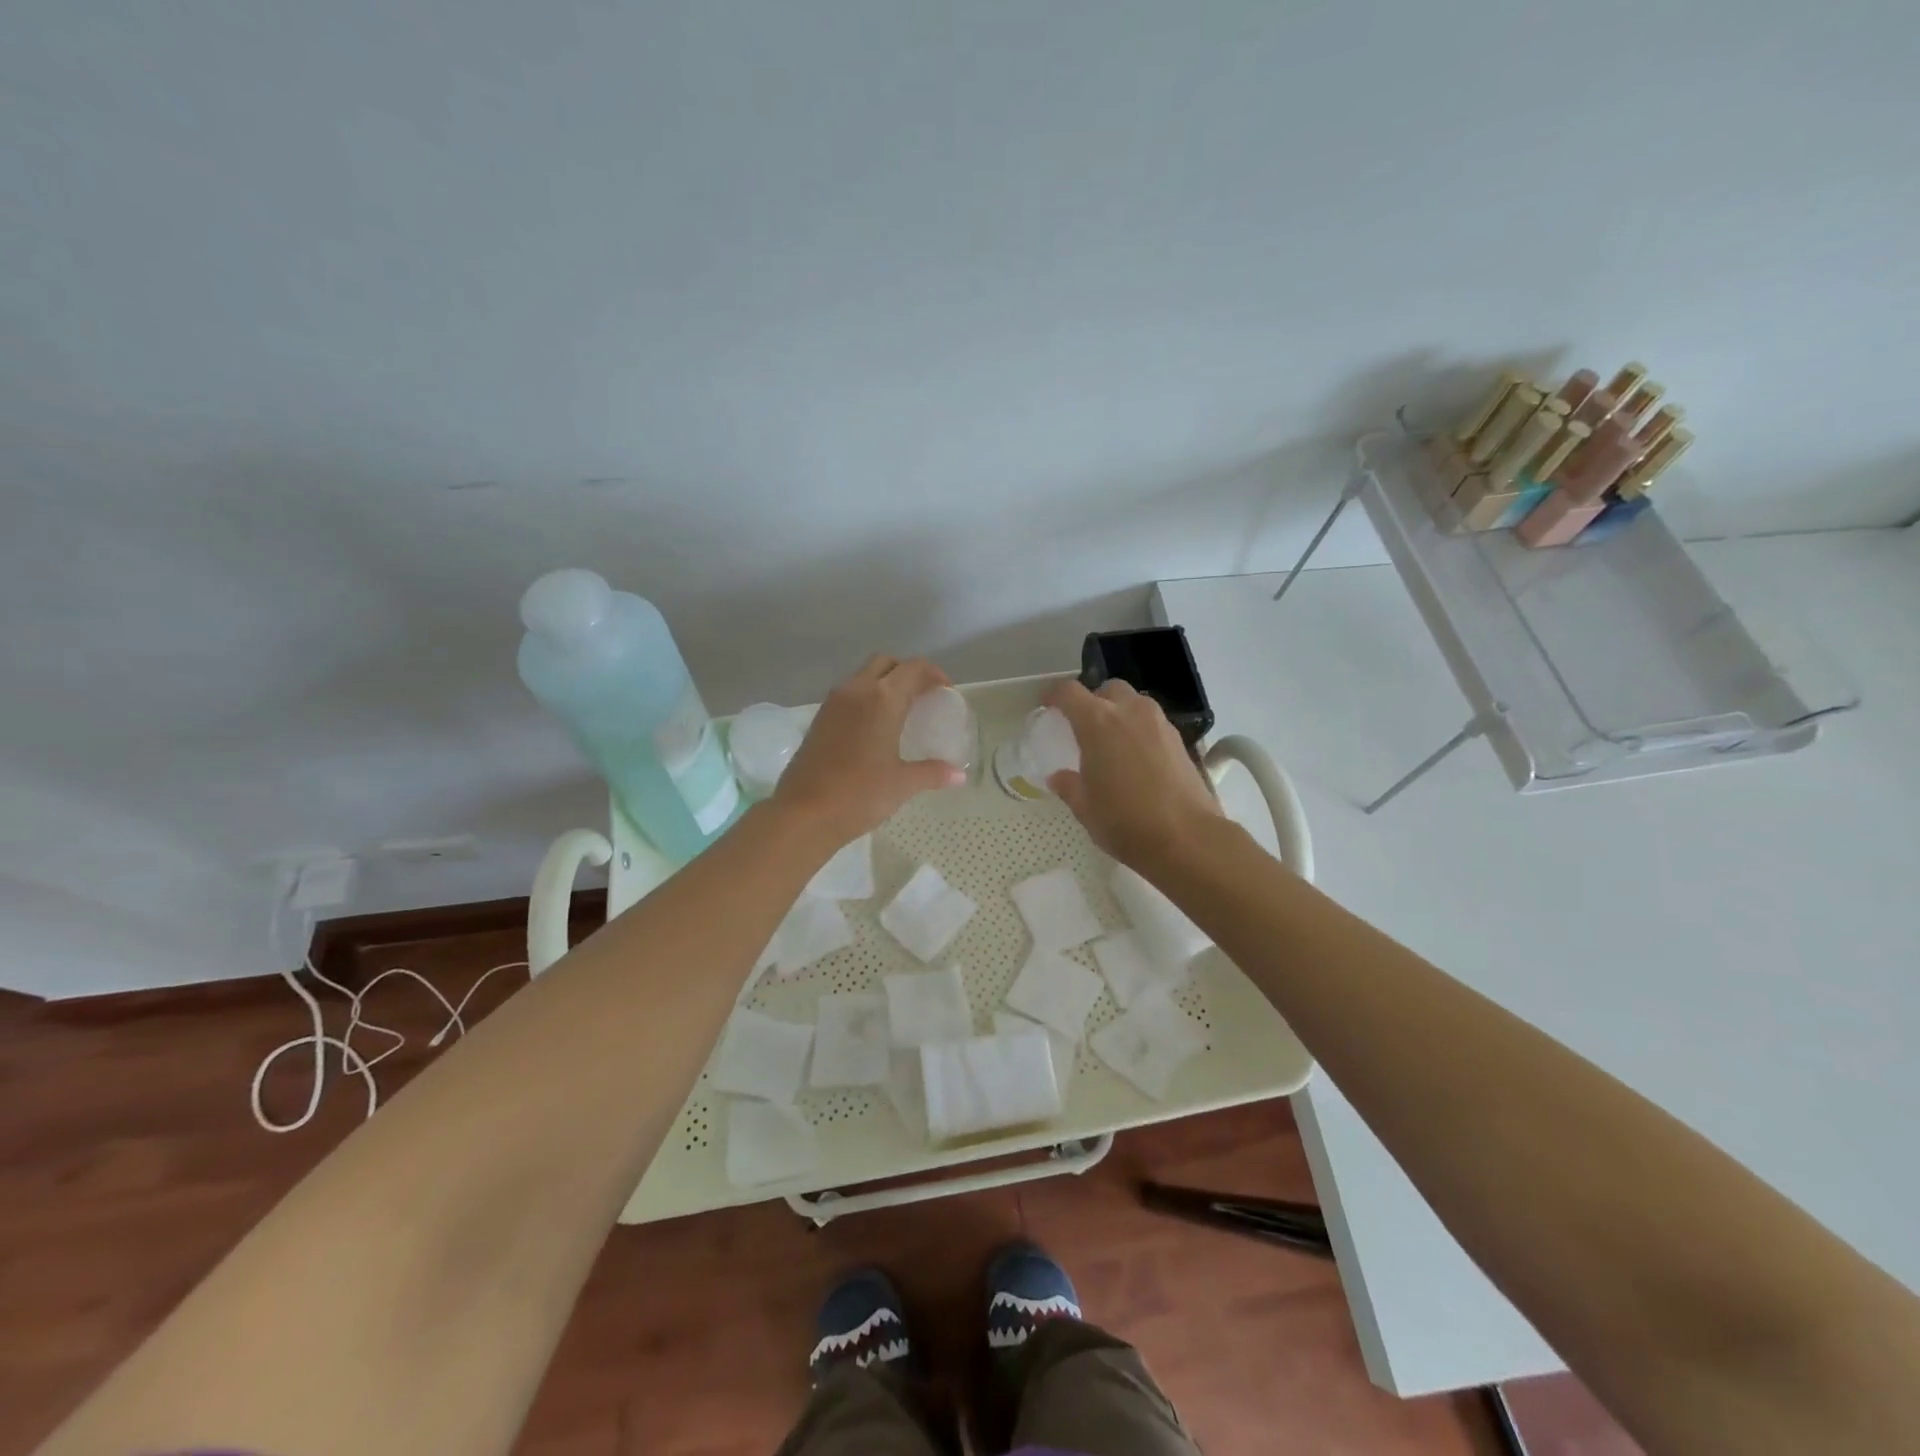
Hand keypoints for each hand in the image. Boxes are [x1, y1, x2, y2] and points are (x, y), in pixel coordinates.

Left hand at [773, 656, 964, 846]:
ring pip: (863, 676)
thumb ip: (932, 772)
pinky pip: (848, 695)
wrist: (803, 813)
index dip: (933, 674)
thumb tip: (959, 775)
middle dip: (906, 672)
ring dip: (884, 684)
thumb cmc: (860, 795)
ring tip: (900, 712)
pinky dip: (866, 699)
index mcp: (883, 699)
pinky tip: (874, 728)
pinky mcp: (819, 718)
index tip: (945, 691)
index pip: (913, 668)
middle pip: (886, 663)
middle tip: (922, 696)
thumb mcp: (902, 784)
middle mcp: (856, 690)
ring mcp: (833, 703)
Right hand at [1045, 679, 1221, 870]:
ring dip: (1120, 713)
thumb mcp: (1085, 808)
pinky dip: (1140, 730)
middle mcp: (1130, 712)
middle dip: (1093, 701)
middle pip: (1107, 689)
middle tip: (1084, 727)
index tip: (1047, 707)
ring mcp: (1159, 723)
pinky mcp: (1180, 740)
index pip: (1069, 692)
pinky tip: (1136, 758)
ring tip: (1112, 742)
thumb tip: (1059, 777)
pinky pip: (1153, 722)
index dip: (1054, 696)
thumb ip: (1069, 786)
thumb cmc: (1124, 821)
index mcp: (1097, 722)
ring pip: (1134, 703)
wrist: (1186, 838)